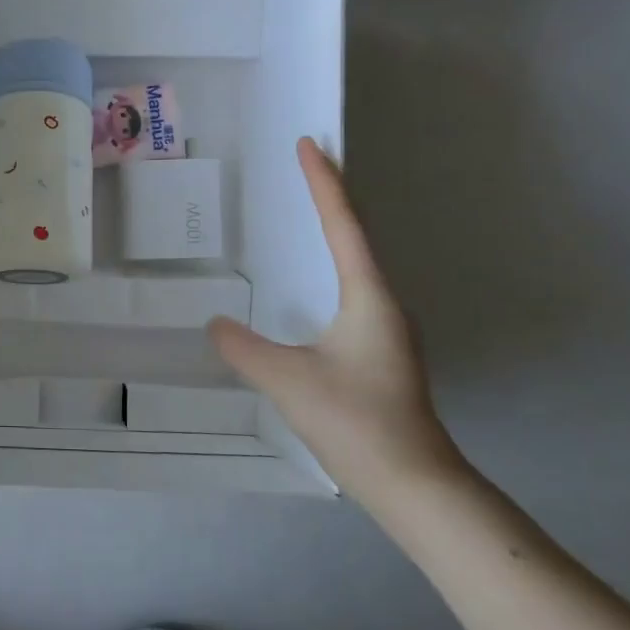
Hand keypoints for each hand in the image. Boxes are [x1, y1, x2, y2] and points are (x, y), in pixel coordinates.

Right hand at [208, 138, 469, 519]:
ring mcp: (385, 330)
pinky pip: (352, 291)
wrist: (414, 484)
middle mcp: (383, 304)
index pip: (343, 226)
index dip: (324, 184)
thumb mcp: (288, 380)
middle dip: (332, 197)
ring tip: (309, 209)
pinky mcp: (379, 352)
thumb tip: (216, 324)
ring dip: (335, 231)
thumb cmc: (356, 421)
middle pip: (357, 236)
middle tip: (307, 164)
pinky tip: (314, 283)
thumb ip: (244, 347)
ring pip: (357, 265)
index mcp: (368, 297)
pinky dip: (332, 266)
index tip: (309, 145)